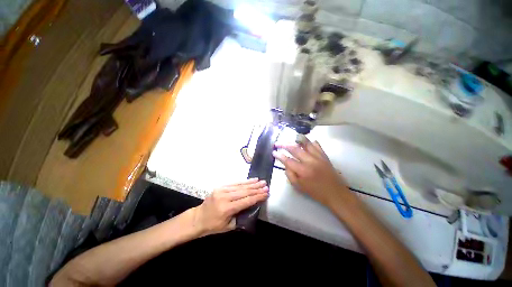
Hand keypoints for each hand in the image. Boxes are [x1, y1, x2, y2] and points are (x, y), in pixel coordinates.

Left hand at [192, 178, 268, 235]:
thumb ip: (241, 216)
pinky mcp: (220, 187)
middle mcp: (225, 197)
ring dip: (252, 183)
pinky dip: (244, 181)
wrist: (198, 218)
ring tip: (261, 181)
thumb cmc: (213, 226)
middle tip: (266, 186)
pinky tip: (251, 180)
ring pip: (240, 185)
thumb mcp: (229, 226)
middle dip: (257, 189)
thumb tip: (252, 206)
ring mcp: (222, 190)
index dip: (257, 197)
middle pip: (244, 191)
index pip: (246, 201)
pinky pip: (234, 183)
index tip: (266, 193)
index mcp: (227, 208)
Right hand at [272, 137, 350, 207]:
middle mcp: (310, 161)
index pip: (288, 160)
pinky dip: (309, 141)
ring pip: (306, 143)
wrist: (335, 193)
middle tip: (277, 143)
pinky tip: (305, 141)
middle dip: (284, 145)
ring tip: (290, 138)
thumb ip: (290, 174)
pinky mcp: (324, 155)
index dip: (279, 155)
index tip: (274, 152)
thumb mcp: (299, 187)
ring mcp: (318, 156)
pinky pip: (316, 144)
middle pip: (295, 149)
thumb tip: (285, 164)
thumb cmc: (316, 192)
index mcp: (303, 171)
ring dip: (296, 139)